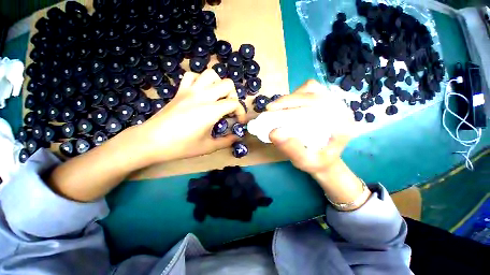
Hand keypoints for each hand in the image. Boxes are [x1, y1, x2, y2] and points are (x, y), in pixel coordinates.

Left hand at [138, 69, 246, 162]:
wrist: (151, 141)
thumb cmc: (181, 146)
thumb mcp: (208, 147)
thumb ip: (226, 141)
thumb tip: (237, 137)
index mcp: (211, 110)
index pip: (234, 103)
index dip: (241, 112)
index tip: (239, 121)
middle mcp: (203, 96)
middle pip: (227, 84)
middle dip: (233, 96)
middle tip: (228, 108)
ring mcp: (190, 90)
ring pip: (210, 74)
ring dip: (218, 84)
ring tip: (217, 97)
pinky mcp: (180, 91)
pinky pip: (192, 76)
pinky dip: (200, 81)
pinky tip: (201, 92)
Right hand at [267, 80, 353, 174]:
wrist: (325, 160)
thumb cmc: (316, 162)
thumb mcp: (304, 161)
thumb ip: (291, 149)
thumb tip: (274, 132)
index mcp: (342, 124)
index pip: (317, 104)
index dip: (292, 104)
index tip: (272, 110)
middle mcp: (341, 109)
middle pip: (313, 93)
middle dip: (288, 100)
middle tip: (271, 109)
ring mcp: (335, 103)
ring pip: (311, 88)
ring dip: (292, 96)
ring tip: (278, 108)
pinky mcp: (326, 102)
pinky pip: (311, 90)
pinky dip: (296, 95)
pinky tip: (288, 107)